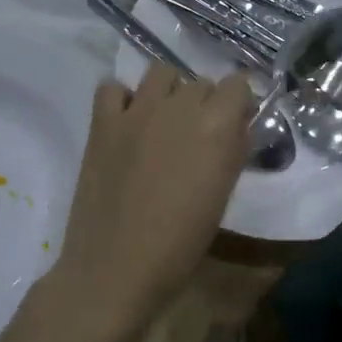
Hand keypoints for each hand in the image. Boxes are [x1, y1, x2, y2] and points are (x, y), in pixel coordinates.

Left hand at [50, 65, 252, 338]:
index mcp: (217, 127)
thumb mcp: (221, 196)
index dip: (239, 102)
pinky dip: (122, 98)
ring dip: (169, 91)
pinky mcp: (103, 122)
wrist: (116, 268)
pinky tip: (127, 121)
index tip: (236, 123)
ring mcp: (136, 111)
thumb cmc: (180, 244)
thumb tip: (236, 128)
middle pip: (200, 82)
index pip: (238, 84)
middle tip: (198, 134)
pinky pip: (112, 87)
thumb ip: (233, 152)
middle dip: (205, 101)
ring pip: (161, 73)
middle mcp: (180, 107)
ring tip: (164, 121)